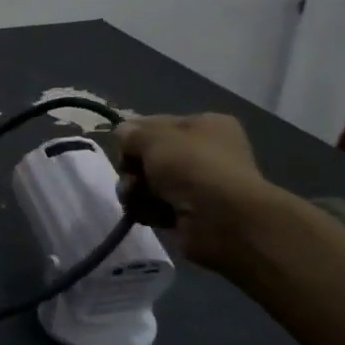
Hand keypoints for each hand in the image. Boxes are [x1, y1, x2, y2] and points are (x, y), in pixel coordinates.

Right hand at [116, 113, 278, 269]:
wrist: (222, 220)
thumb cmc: (192, 166)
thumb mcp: (154, 138)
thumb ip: (131, 134)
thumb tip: (121, 133)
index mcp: (205, 126)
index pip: (157, 123)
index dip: (135, 135)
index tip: (122, 147)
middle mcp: (204, 153)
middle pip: (150, 156)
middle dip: (133, 167)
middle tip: (131, 176)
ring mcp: (197, 185)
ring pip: (149, 183)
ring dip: (135, 191)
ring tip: (135, 198)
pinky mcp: (190, 214)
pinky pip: (156, 206)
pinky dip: (147, 210)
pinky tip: (148, 214)